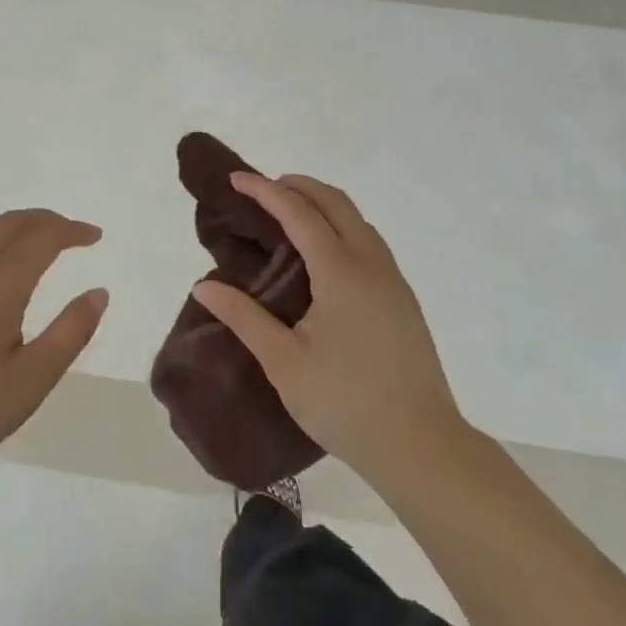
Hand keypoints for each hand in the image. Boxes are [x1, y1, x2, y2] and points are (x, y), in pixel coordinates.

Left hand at [0, 209, 107, 483]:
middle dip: (45, 221)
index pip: (44, 236)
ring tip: (33, 254)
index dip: (73, 231)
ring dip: (13, 234)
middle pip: (11, 224)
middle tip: (70, 234)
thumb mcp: (32, 380)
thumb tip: (98, 293)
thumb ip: (70, 332)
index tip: (94, 236)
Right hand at [192, 174, 461, 487]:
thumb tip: (204, 287)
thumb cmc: (345, 403)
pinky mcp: (403, 299)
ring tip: (290, 216)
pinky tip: (325, 256)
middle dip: (299, 185)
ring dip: (323, 204)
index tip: (236, 179)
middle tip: (264, 189)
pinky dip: (342, 227)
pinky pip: (370, 242)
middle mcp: (371, 263)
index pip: (299, 213)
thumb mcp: (284, 363)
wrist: (421, 446)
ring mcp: (393, 279)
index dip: (266, 191)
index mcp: (341, 272)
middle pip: (335, 202)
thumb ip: (244, 318)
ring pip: (358, 220)